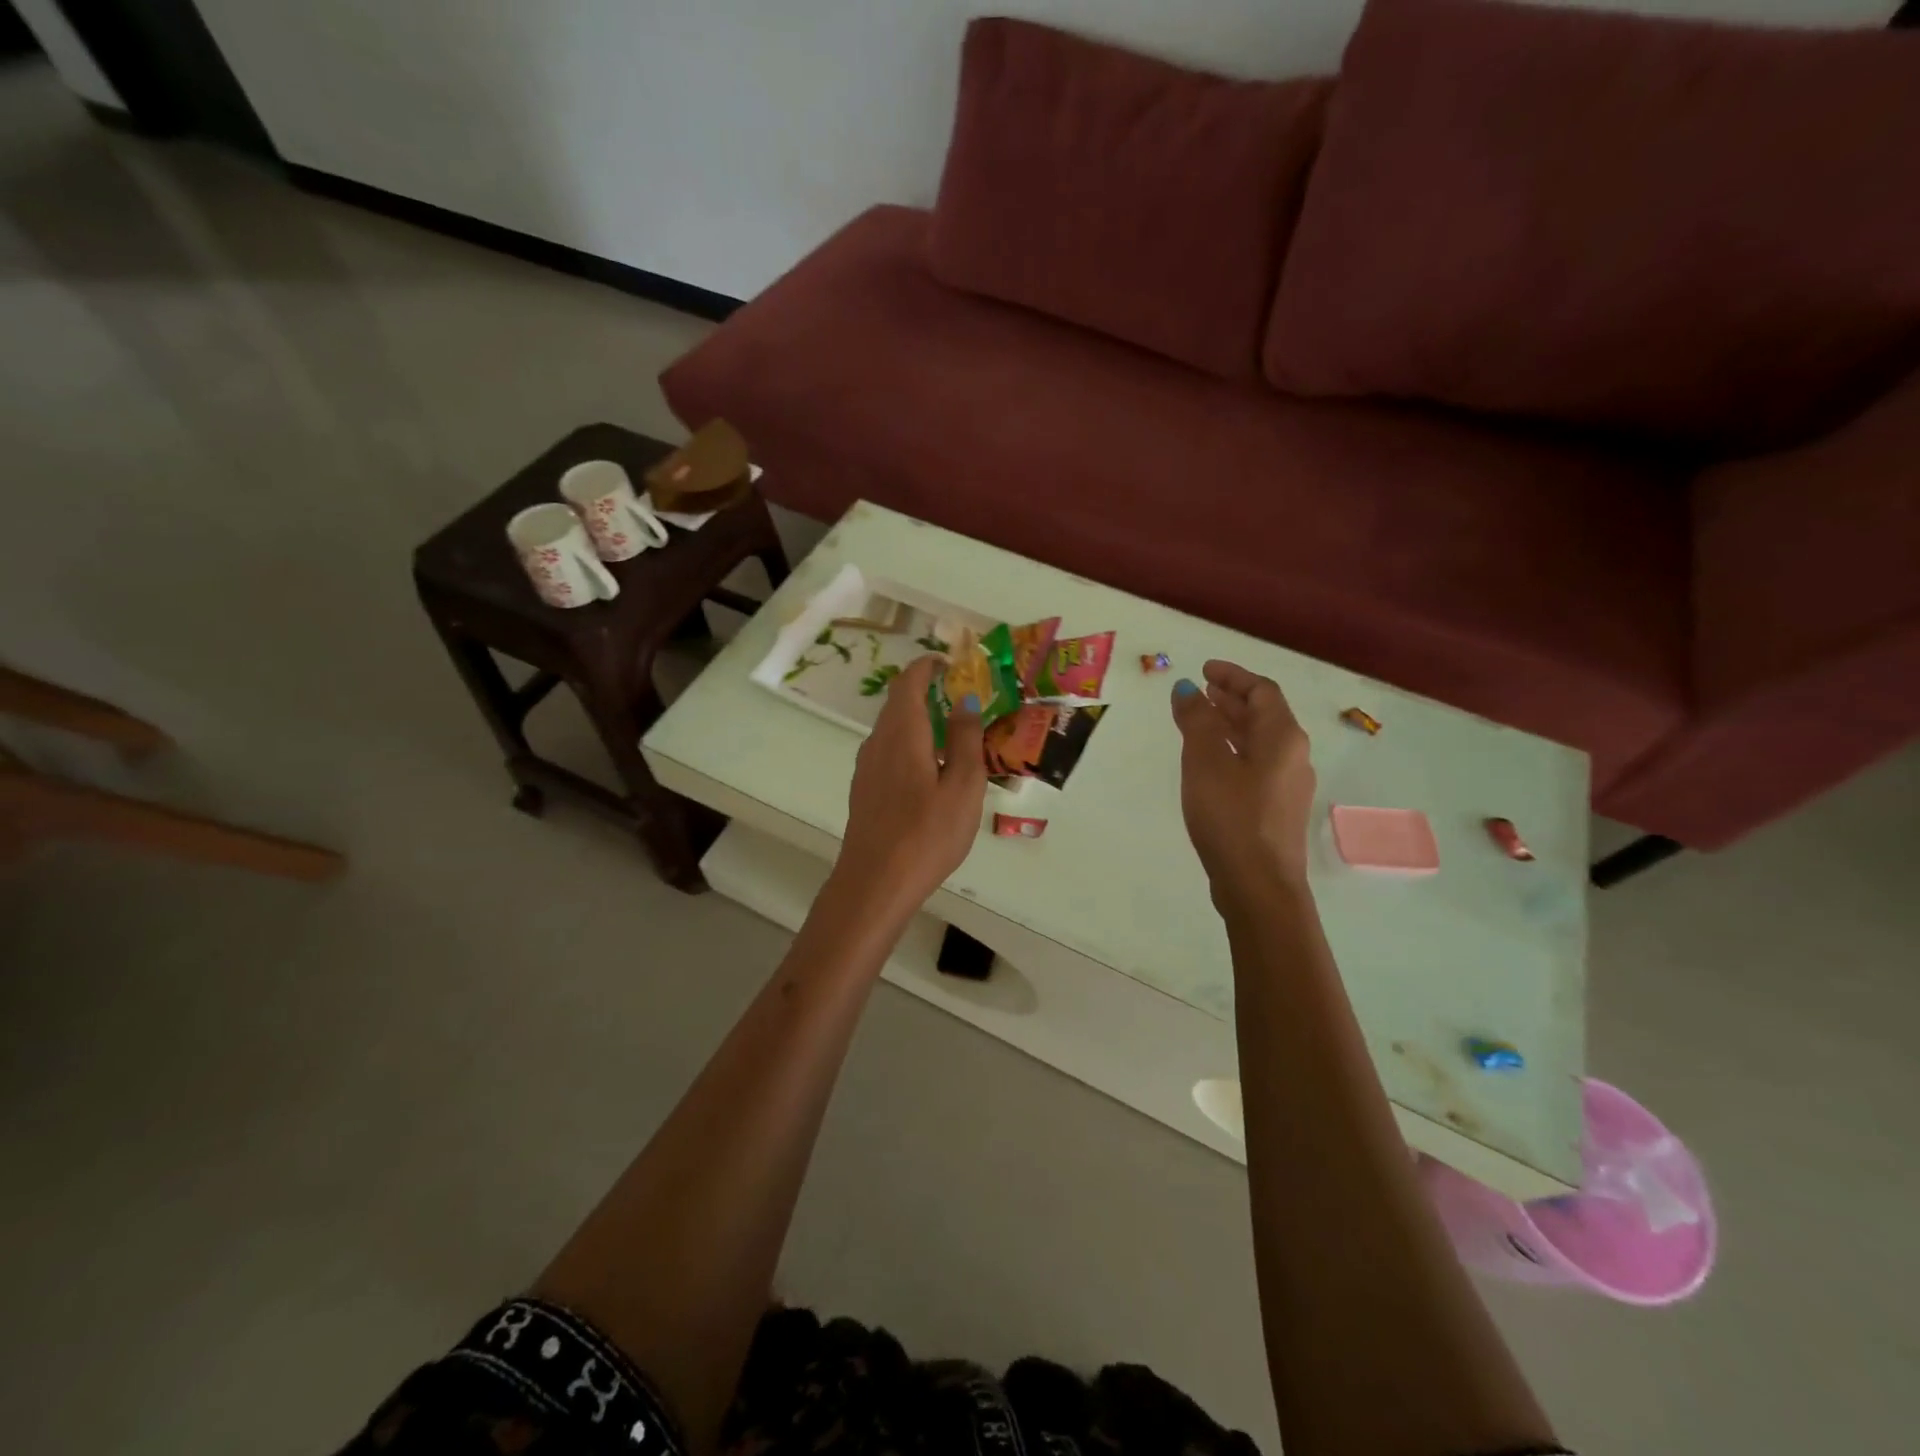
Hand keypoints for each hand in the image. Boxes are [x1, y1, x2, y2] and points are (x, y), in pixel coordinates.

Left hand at [834, 655, 986, 918]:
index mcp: (902, 733)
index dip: (928, 666)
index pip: (909, 681)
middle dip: (927, 692)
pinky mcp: (864, 790)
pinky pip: (888, 752)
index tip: (952, 665)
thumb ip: (965, 740)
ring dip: (919, 721)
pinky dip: (910, 745)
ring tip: (952, 738)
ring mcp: (866, 767)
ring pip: (892, 729)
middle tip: (962, 701)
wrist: (875, 883)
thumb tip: (964, 702)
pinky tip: (930, 773)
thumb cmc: (926, 834)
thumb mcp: (963, 786)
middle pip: (898, 703)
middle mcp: (878, 742)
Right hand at [1170, 661, 1315, 897]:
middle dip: (1232, 698)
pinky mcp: (1276, 809)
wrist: (1258, 884)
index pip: (1262, 691)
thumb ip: (1196, 721)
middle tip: (1201, 690)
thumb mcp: (1205, 762)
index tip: (1205, 669)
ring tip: (1200, 720)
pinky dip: (1233, 750)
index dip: (1233, 676)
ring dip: (1231, 724)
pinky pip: (1256, 764)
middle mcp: (1293, 755)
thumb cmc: (1231, 816)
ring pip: (1259, 741)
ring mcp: (1288, 785)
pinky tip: (1210, 762)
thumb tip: (1187, 689)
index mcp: (1282, 737)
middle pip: (1264, 715)